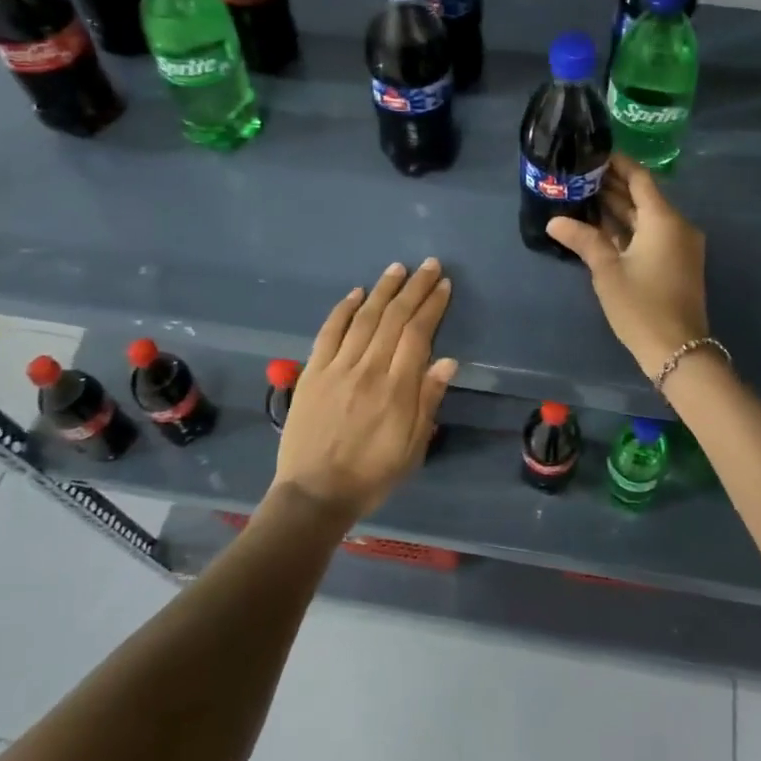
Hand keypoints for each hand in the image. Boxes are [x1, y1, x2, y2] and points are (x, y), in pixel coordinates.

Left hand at [273, 258, 456, 519]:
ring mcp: (337, 368)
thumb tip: (447, 360)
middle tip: (429, 266)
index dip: (432, 307)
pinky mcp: (313, 373)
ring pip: (364, 319)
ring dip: (382, 290)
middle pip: (394, 319)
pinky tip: (356, 293)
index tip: (443, 286)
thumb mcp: (412, 447)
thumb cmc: (372, 475)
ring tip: (398, 269)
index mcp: (396, 390)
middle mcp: (367, 370)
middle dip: (414, 289)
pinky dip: (343, 310)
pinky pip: (329, 333)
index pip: (417, 335)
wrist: (314, 494)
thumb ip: (428, 401)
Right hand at [546, 156, 709, 378]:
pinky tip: (600, 227)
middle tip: (578, 175)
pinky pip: (650, 235)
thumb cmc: (641, 306)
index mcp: (664, 219)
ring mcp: (679, 246)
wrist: (678, 350)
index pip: (640, 178)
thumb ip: (583, 240)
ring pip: (645, 218)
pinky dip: (628, 229)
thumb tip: (554, 220)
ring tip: (583, 196)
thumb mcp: (607, 271)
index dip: (617, 163)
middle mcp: (676, 226)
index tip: (593, 153)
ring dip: (618, 209)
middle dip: (612, 186)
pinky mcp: (676, 263)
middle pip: (642, 197)